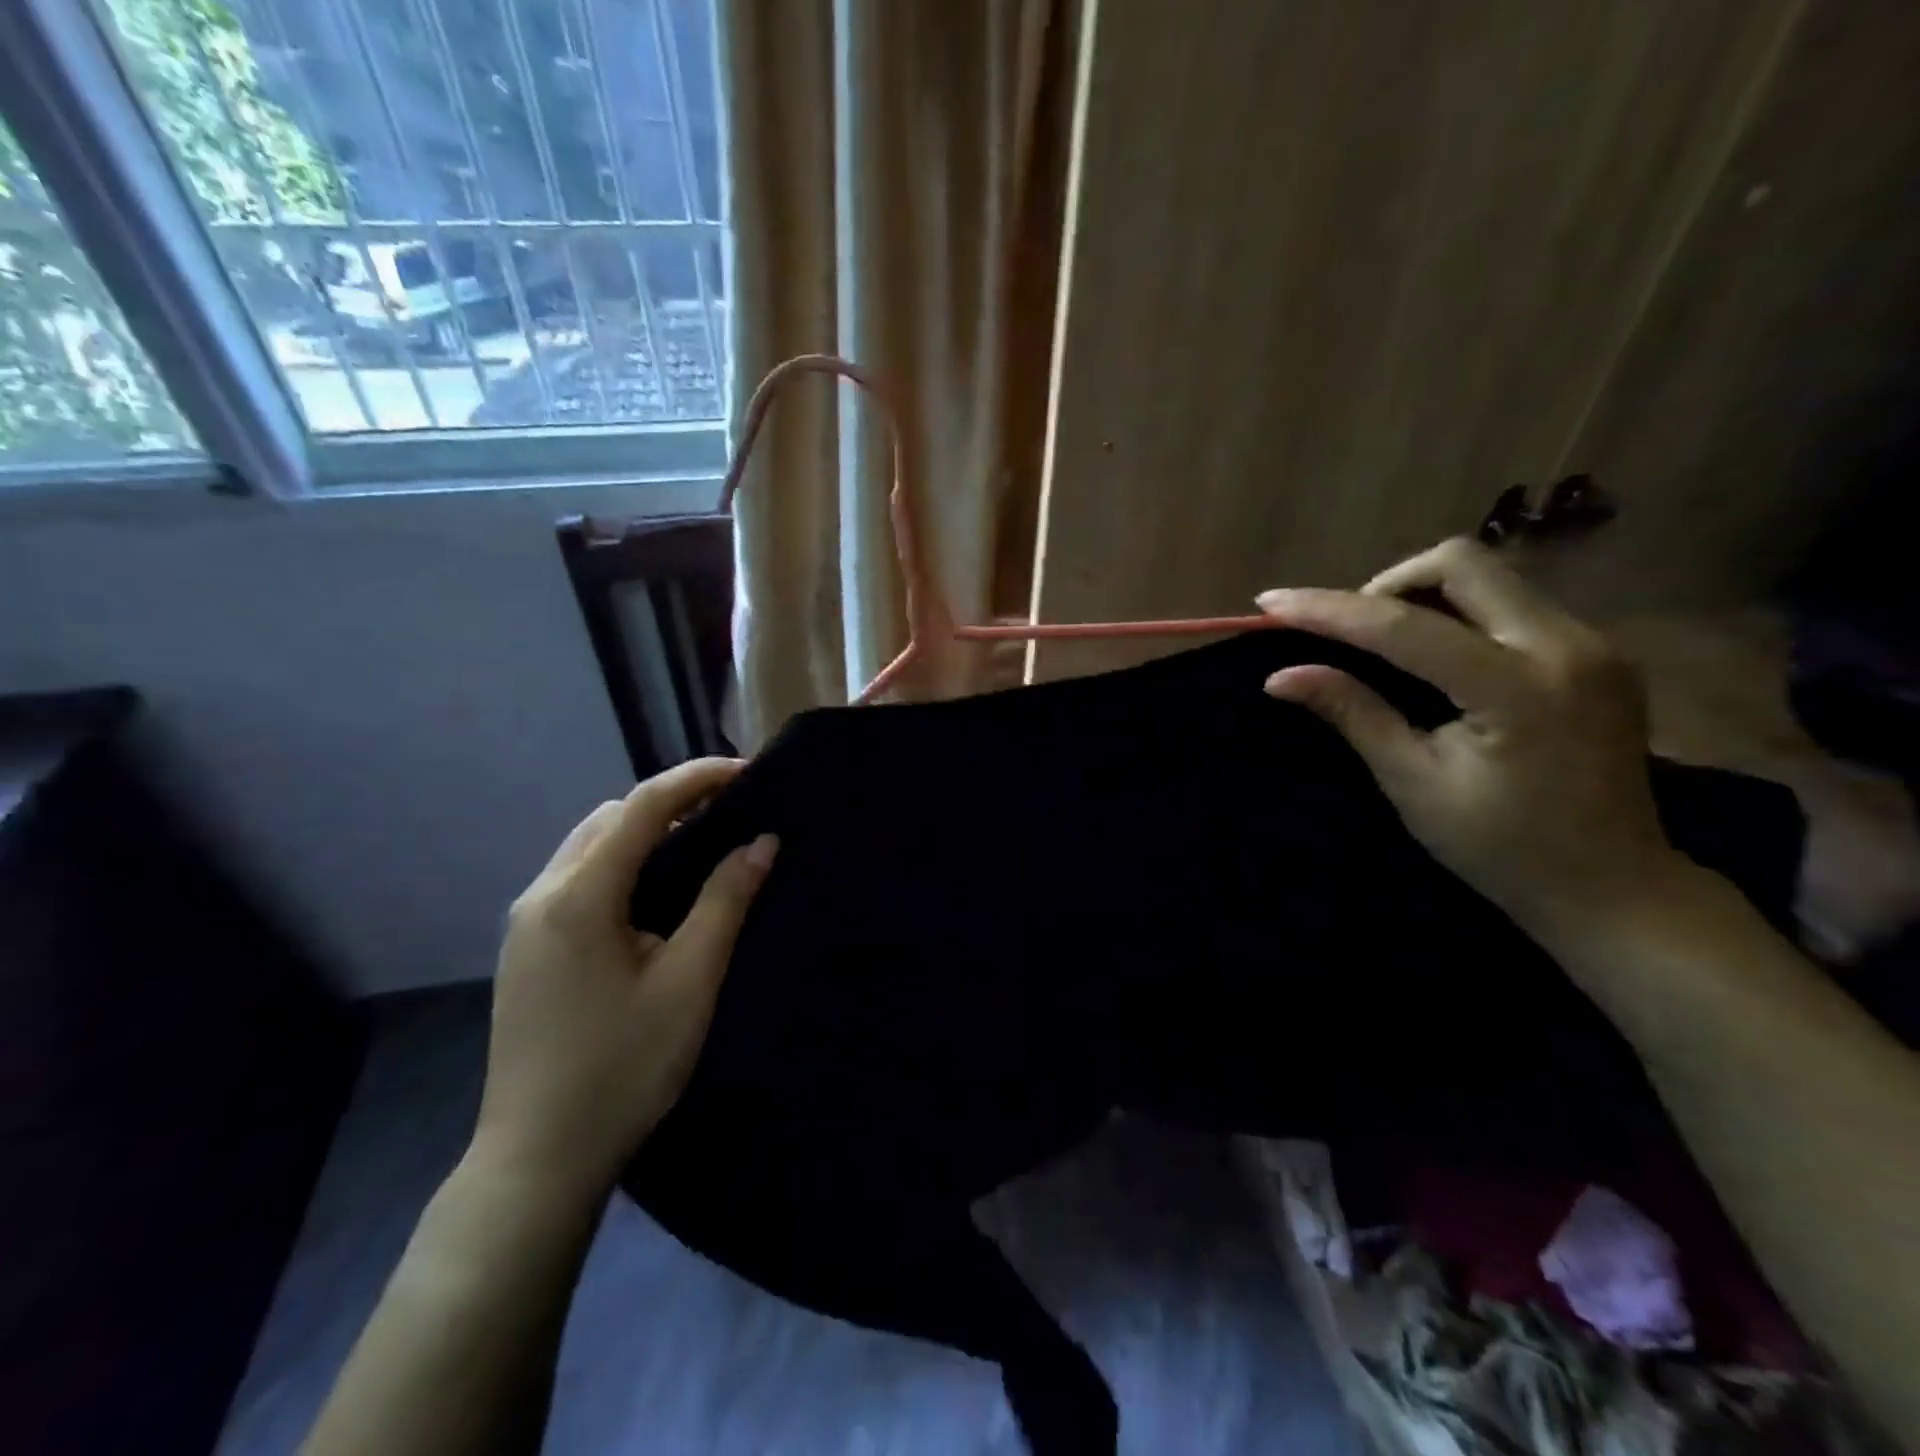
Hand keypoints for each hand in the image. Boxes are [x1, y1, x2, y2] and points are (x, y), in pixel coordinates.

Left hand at [471, 758, 776, 1196]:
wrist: (539, 1159)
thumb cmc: (624, 1068)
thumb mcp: (690, 981)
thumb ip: (725, 901)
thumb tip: (762, 841)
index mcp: (579, 895)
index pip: (643, 806)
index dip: (697, 778)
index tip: (747, 771)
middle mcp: (542, 894)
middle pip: (611, 817)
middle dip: (670, 801)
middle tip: (729, 812)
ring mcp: (525, 922)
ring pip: (589, 845)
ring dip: (643, 832)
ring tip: (700, 847)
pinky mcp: (526, 948)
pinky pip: (577, 877)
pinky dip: (621, 862)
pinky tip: (655, 894)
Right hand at [1255, 538, 1688, 944]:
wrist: (1614, 886)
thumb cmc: (1500, 847)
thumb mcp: (1413, 781)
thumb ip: (1353, 713)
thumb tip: (1280, 676)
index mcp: (1517, 689)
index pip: (1404, 626)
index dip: (1329, 609)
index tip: (1270, 602)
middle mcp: (1568, 646)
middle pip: (1461, 565)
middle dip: (1386, 585)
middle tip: (1347, 631)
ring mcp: (1594, 643)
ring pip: (1489, 576)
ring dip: (1422, 595)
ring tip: (1382, 643)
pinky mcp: (1599, 651)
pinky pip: (1512, 602)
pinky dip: (1457, 613)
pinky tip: (1434, 655)